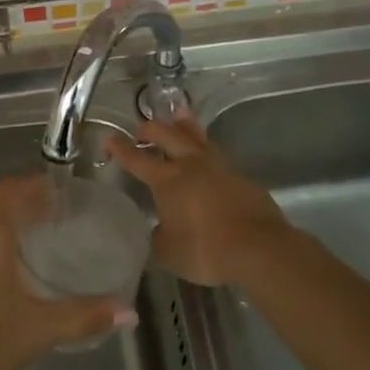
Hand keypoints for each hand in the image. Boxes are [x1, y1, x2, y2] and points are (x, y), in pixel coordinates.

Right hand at [105, 114, 289, 286]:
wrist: (259, 248)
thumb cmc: (206, 250)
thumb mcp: (168, 252)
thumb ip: (157, 237)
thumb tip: (157, 230)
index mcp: (167, 180)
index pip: (136, 159)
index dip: (120, 148)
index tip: (109, 139)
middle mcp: (191, 165)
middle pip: (167, 135)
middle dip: (151, 129)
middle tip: (141, 128)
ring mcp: (219, 167)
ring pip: (196, 137)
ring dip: (183, 126)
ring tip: (178, 116)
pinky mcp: (240, 176)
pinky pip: (216, 153)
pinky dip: (205, 147)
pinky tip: (206, 154)